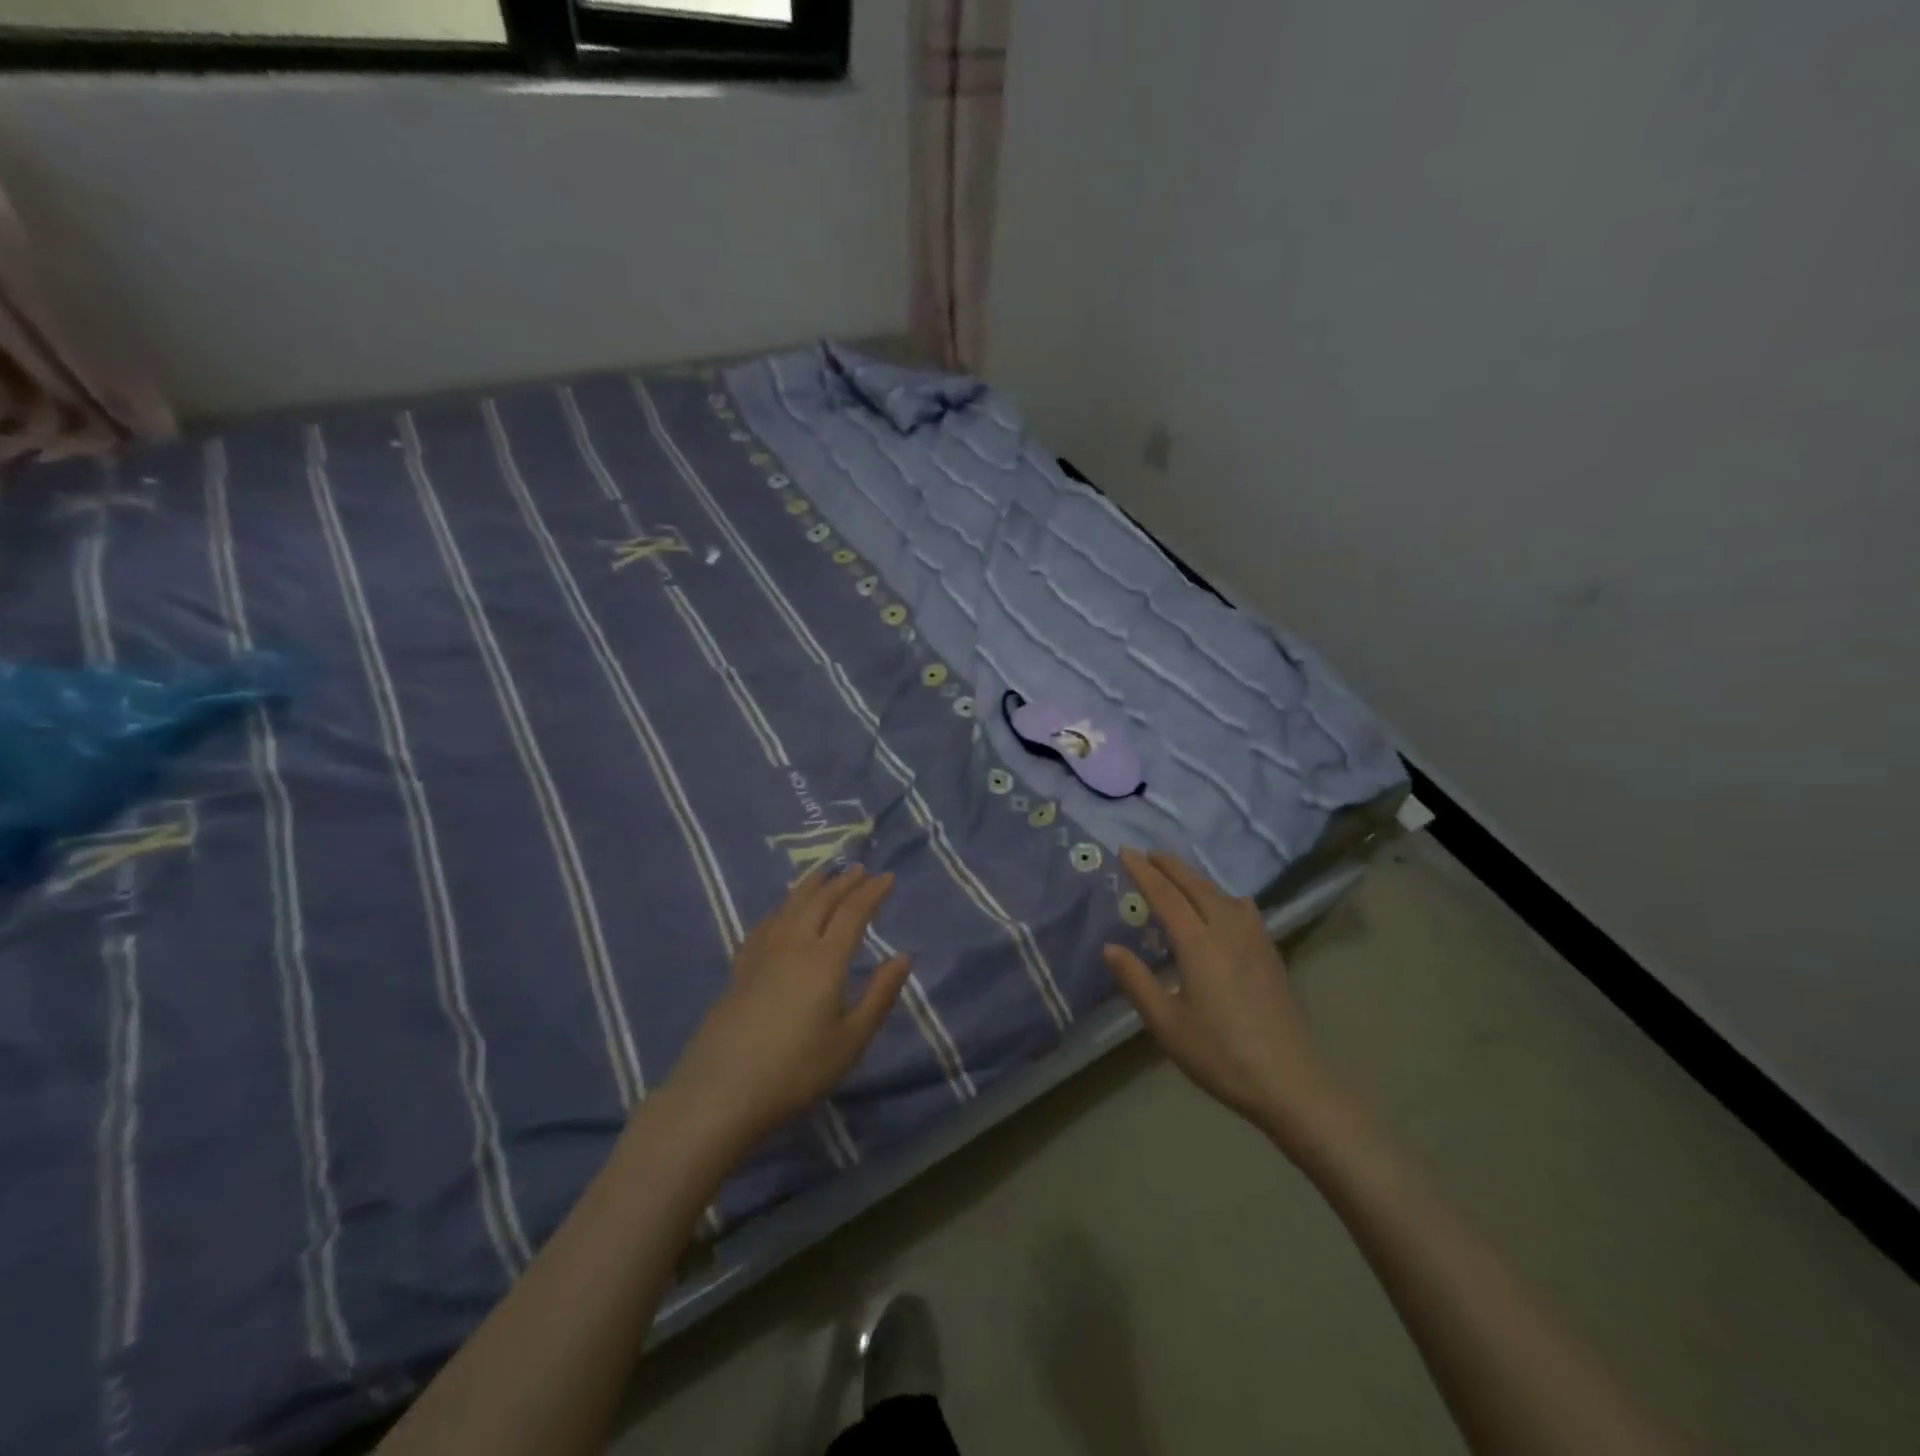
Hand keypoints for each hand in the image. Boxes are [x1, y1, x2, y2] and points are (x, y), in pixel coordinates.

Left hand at [663, 866, 912, 1151]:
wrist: (720, 1093)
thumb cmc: (796, 1071)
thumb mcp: (850, 1041)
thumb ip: (879, 995)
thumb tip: (903, 957)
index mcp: (826, 959)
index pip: (853, 912)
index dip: (872, 892)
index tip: (888, 877)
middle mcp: (794, 944)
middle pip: (821, 901)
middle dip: (844, 882)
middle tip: (860, 870)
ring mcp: (762, 953)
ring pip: (791, 905)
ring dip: (812, 886)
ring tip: (825, 874)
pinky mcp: (740, 968)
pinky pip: (766, 922)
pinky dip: (782, 907)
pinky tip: (782, 911)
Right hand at [1103, 849, 1354, 1152]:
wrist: (1290, 1081)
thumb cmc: (1220, 1054)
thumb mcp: (1166, 1023)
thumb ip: (1136, 981)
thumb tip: (1110, 947)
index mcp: (1198, 943)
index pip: (1165, 895)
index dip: (1143, 871)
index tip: (1125, 851)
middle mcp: (1227, 930)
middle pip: (1195, 885)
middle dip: (1170, 866)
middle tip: (1148, 854)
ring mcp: (1255, 939)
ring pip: (1221, 893)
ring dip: (1195, 878)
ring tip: (1178, 877)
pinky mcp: (1271, 953)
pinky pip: (1242, 908)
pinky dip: (1221, 895)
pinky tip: (1223, 908)